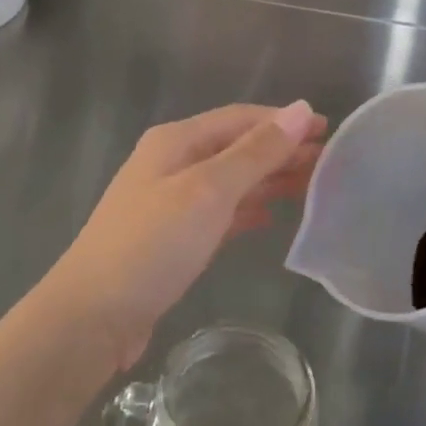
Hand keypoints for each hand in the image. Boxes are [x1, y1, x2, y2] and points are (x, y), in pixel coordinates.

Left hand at [40, 101, 325, 371]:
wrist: (94, 315)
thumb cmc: (153, 243)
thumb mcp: (209, 191)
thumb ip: (255, 152)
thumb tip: (301, 110)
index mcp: (176, 141)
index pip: (240, 118)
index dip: (285, 122)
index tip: (330, 132)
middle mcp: (172, 163)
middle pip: (237, 148)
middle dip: (281, 152)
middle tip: (331, 166)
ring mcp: (170, 201)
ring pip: (231, 181)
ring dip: (269, 181)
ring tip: (313, 188)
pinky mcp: (173, 237)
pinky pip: (220, 212)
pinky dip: (248, 210)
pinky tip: (272, 218)